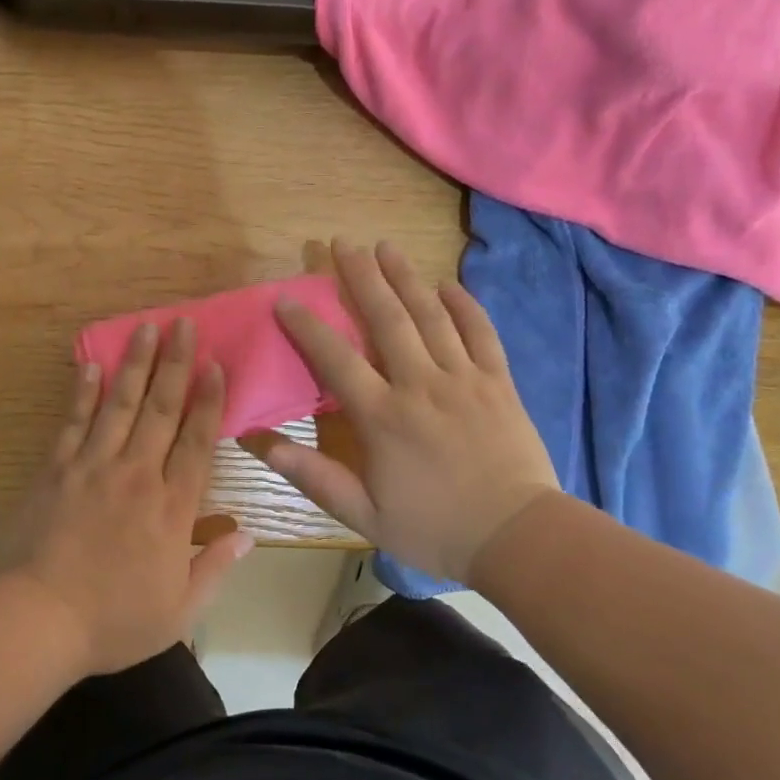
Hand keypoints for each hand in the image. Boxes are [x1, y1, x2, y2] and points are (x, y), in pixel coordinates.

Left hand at [0, 319, 252, 675]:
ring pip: (119, 405)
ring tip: (145, 328)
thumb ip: (215, 569)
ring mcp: (92, 468)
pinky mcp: (55, 471)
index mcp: (172, 508)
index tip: (215, 364)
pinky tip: (91, 365)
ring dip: (135, 365)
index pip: (197, 442)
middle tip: (182, 324)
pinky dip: (83, 393)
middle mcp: (137, 475)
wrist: (36, 620)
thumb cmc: (113, 622)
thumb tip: (248, 536)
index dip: (208, 401)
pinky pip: (73, 423)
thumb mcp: (179, 611)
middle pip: (161, 410)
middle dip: (175, 364)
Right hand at [240, 239, 557, 583]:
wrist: (516, 537)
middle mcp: (420, 385)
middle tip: (342, 243)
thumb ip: (314, 476)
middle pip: (387, 319)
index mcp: (382, 417)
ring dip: (406, 278)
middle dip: (361, 277)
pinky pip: (480, 333)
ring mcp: (464, 379)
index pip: (336, 359)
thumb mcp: (364, 514)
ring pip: (431, 316)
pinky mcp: (499, 383)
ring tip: (386, 247)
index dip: (307, 326)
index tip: (287, 298)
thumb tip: (263, 443)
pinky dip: (464, 306)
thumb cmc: (434, 528)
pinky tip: (448, 284)